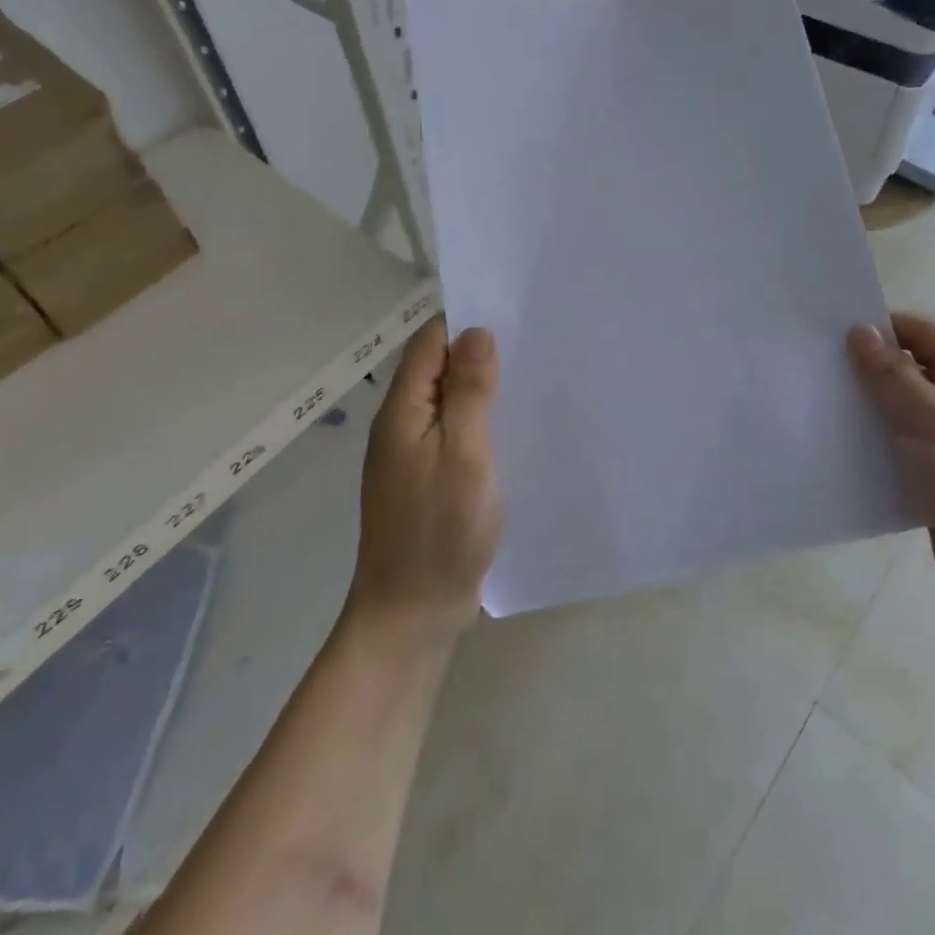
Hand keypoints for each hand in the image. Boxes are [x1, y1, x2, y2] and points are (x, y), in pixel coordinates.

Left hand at [346, 318, 503, 643]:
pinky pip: (454, 437)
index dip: (465, 327)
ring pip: (449, 405)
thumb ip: (469, 390)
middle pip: (438, 372)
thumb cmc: (440, 529)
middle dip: (479, 357)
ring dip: (482, 392)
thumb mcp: (463, 452)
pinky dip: (480, 425)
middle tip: (532, 347)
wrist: (411, 615)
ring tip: (531, 381)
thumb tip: (476, 332)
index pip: (430, 344)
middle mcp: (402, 426)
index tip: (512, 318)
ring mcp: (413, 457)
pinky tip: (512, 431)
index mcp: (402, 411)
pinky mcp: (428, 483)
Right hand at [847, 312, 934, 636]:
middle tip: (814, 370)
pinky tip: (839, 453)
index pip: (921, 333)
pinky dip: (875, 451)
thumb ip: (890, 373)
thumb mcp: (931, 417)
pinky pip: (902, 454)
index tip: (829, 333)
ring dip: (867, 413)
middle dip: (866, 371)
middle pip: (908, 372)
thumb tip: (859, 329)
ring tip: (817, 409)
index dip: (879, 327)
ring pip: (901, 415)